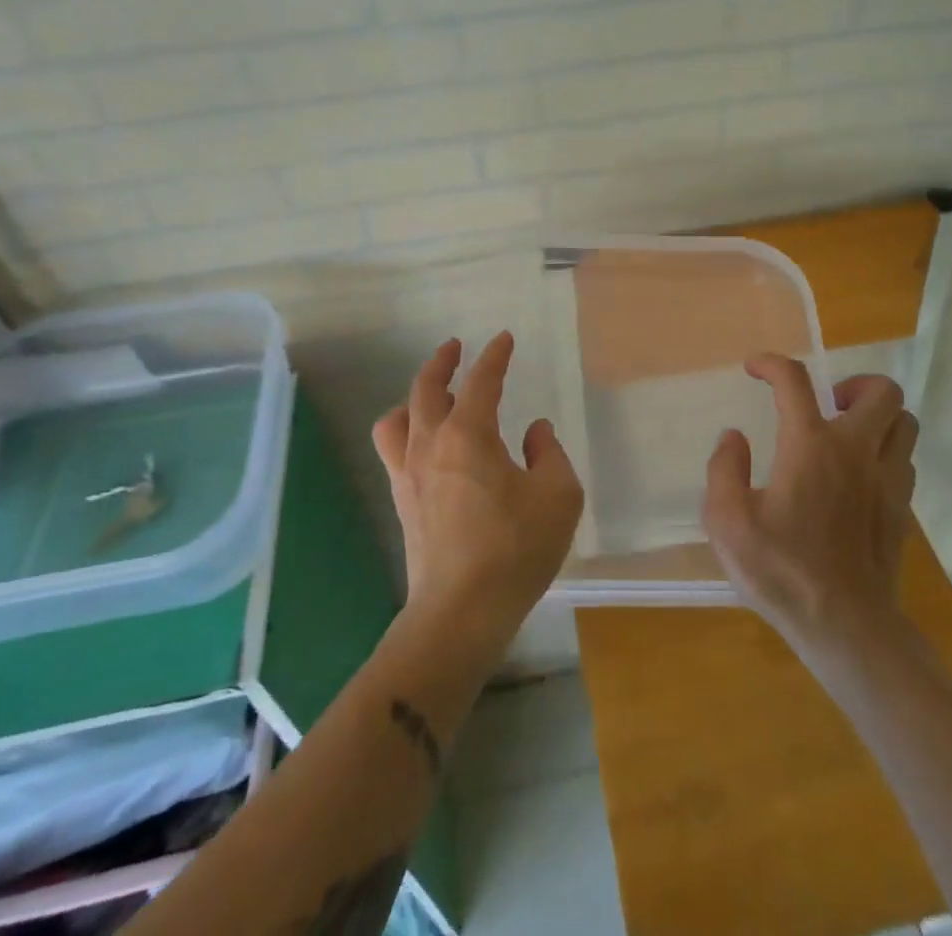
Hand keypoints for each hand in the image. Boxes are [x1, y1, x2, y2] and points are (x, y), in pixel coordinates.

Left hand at [372, 333, 584, 661]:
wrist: (460, 613)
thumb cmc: (515, 549)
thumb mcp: (558, 497)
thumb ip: (550, 455)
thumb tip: (535, 432)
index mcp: (470, 434)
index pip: (481, 381)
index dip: (494, 356)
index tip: (503, 339)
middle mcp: (432, 444)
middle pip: (426, 389)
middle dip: (442, 362)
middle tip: (455, 347)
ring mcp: (409, 473)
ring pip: (398, 418)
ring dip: (414, 396)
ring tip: (431, 395)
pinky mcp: (403, 501)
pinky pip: (393, 449)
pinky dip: (404, 430)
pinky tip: (423, 443)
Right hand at [701, 355, 918, 652]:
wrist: (847, 628)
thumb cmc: (782, 572)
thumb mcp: (728, 523)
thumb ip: (723, 471)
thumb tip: (733, 438)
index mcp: (810, 446)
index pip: (795, 381)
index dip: (772, 363)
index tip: (755, 368)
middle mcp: (856, 451)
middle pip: (881, 391)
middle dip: (853, 384)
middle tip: (824, 405)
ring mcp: (888, 480)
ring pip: (904, 422)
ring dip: (877, 417)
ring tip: (845, 435)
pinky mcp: (902, 509)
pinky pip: (905, 459)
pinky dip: (885, 452)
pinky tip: (858, 475)